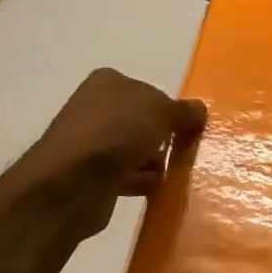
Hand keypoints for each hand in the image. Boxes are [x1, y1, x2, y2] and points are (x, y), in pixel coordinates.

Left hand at [12, 69, 205, 237]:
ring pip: (135, 149)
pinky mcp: (91, 176)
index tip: (189, 126)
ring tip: (180, 172)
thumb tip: (200, 110)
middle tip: (188, 149)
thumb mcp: (161, 112)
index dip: (170, 108)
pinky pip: (127, 176)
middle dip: (164, 136)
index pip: (148, 90)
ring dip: (156, 161)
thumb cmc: (116, 133)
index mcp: (108, 83)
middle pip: (142, 121)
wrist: (71, 184)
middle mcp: (96, 108)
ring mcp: (91, 144)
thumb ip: (184, 111)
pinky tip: (163, 189)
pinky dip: (144, 181)